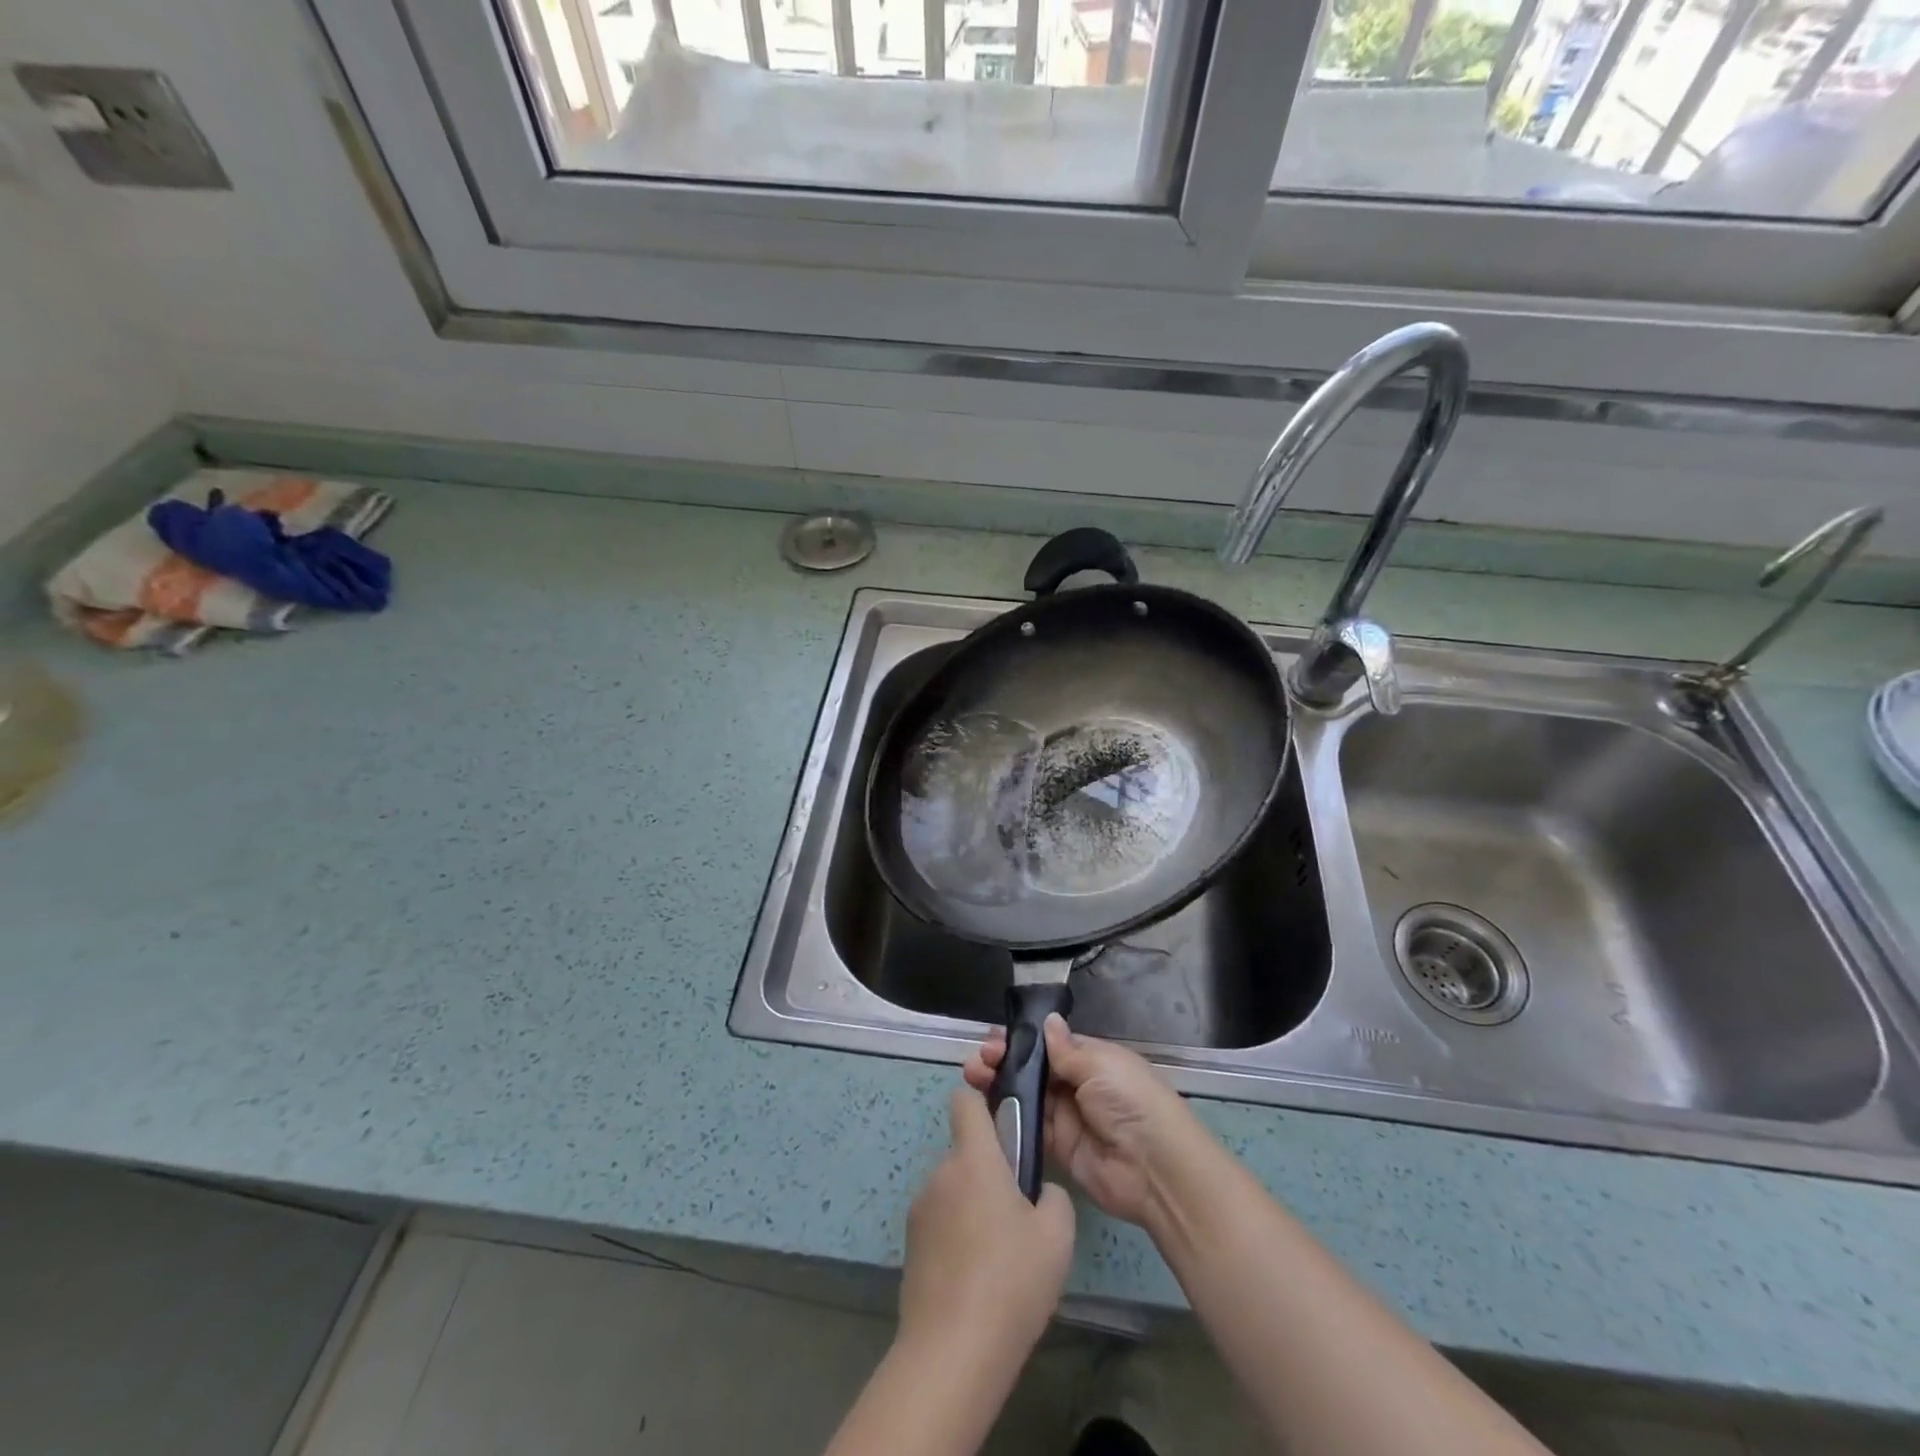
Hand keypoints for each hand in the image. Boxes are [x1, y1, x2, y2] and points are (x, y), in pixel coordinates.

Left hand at [897, 1086, 1075, 1367]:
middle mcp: (941, 1173)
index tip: (1006, 1127)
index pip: (965, 1100)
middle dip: (990, 1174)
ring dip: (973, 1208)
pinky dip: (957, 1238)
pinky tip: (978, 1281)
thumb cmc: (1011, 1280)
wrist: (952, 1352)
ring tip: (1000, 1259)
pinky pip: (941, 1225)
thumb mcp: (1057, 1235)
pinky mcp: (910, 1247)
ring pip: (954, 1192)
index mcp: (974, 1158)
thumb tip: (1039, 1193)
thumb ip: (1053, 1196)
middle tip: (1019, 1217)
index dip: (983, 1102)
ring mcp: (920, 1210)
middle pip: (966, 1154)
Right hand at [964, 1015, 1201, 1225]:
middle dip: (1004, 1060)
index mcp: (1091, 1059)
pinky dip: (1006, 1116)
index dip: (1021, 1040)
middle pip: (1033, 1069)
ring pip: (1025, 1096)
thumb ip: (1066, 1049)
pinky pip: (1027, 1127)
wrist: (1154, 1168)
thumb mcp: (1099, 1065)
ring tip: (973, 1075)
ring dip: (998, 1084)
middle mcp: (1076, 1085)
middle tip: (979, 1059)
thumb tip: (1047, 1020)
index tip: (994, 1037)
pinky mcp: (1057, 1148)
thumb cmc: (1130, 1102)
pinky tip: (982, 1106)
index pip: (1048, 1044)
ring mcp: (1066, 1117)